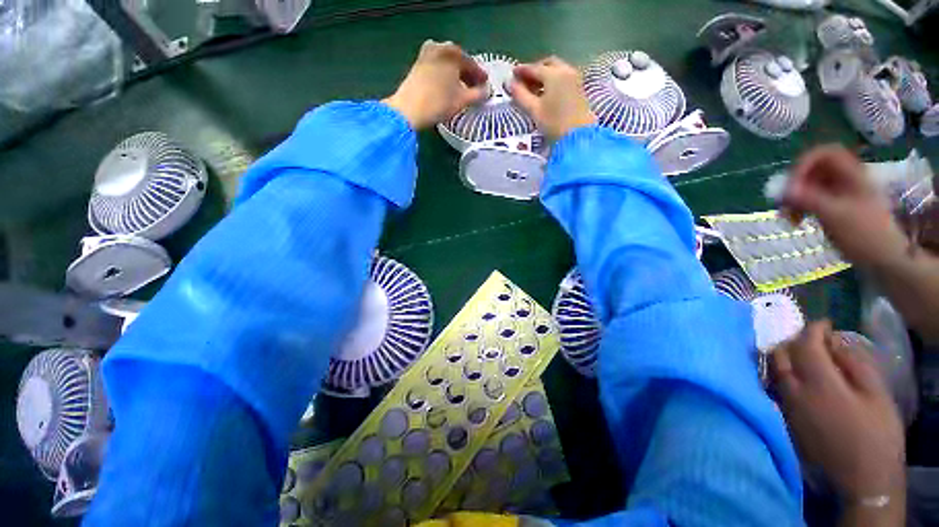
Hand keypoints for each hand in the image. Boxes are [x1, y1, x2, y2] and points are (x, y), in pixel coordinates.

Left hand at [383, 40, 487, 129]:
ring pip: (447, 63)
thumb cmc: (439, 103)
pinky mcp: (418, 63)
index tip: (485, 86)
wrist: (409, 109)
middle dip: (468, 74)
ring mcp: (426, 53)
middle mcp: (440, 46)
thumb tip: (486, 91)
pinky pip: (438, 66)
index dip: (480, 77)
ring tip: (461, 89)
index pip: (472, 64)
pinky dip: (445, 74)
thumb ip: (478, 94)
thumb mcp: (463, 100)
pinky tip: (447, 86)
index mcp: (453, 52)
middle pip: (459, 61)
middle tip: (475, 88)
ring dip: (456, 74)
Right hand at [510, 56, 596, 141]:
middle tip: (524, 80)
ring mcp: (574, 78)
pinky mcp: (579, 88)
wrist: (579, 134)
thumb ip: (521, 95)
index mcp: (553, 74)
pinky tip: (546, 92)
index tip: (512, 74)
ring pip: (557, 69)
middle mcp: (565, 71)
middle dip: (535, 69)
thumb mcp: (534, 110)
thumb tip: (509, 83)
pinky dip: (553, 80)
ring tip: (534, 87)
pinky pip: (563, 77)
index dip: (522, 71)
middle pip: (547, 64)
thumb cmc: (554, 122)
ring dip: (544, 74)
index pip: (534, 68)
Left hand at [771, 321, 904, 503]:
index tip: (824, 322)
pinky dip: (782, 372)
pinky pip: (775, 386)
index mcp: (819, 383)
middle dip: (793, 340)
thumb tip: (836, 342)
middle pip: (780, 354)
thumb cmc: (877, 436)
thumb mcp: (877, 395)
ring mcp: (785, 406)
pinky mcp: (784, 418)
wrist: (862, 480)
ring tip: (802, 352)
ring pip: (774, 370)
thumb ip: (855, 364)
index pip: (805, 345)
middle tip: (812, 337)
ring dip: (784, 355)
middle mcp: (794, 391)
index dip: (813, 329)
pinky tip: (795, 373)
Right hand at [783, 145, 909, 268]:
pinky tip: (796, 222)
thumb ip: (810, 199)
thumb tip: (784, 190)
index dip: (804, 163)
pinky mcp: (832, 207)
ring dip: (793, 199)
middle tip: (783, 204)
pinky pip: (810, 200)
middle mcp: (844, 179)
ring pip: (808, 186)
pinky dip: (799, 208)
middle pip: (812, 170)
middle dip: (794, 186)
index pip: (824, 154)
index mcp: (851, 174)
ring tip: (788, 218)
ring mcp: (838, 194)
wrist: (884, 258)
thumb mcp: (837, 215)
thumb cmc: (865, 234)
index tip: (791, 185)